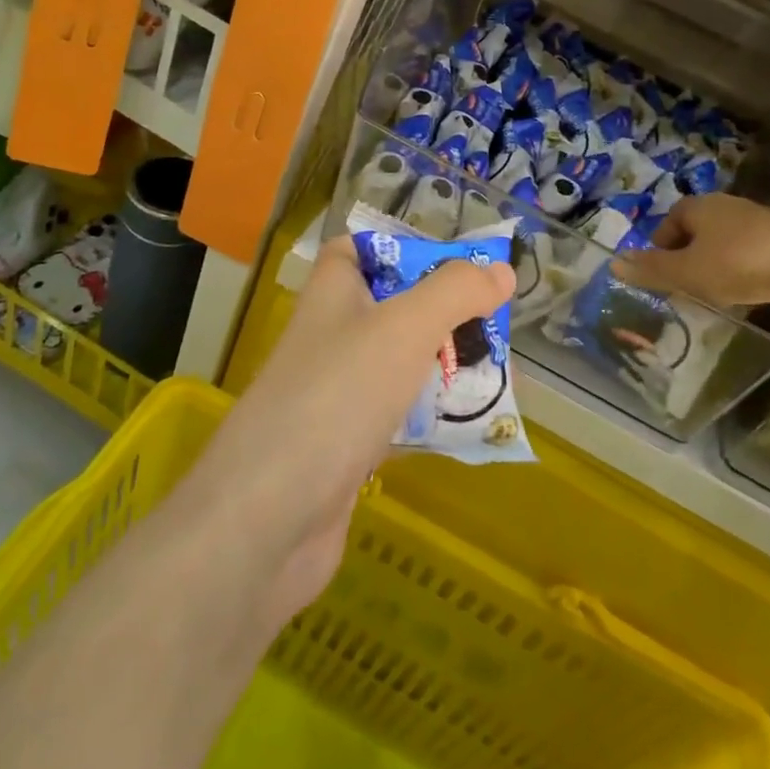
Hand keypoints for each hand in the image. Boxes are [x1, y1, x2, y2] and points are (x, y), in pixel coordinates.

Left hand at [179, 237, 513, 630]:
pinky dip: (429, 414)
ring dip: (442, 364)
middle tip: (494, 323)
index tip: (456, 264)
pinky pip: (396, 415)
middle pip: (390, 307)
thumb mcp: (404, 328)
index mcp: (332, 293)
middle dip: (441, 312)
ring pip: (397, 363)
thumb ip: (455, 293)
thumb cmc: (337, 397)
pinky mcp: (345, 446)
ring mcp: (335, 393)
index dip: (402, 248)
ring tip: (497, 370)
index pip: (358, 250)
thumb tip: (501, 270)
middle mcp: (330, 336)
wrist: (268, 519)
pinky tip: (468, 423)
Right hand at [611, 193, 769, 319]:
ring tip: (714, 300)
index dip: (659, 247)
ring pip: (725, 248)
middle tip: (682, 291)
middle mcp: (729, 209)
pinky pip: (753, 260)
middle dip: (687, 260)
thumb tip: (613, 263)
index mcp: (701, 207)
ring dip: (716, 270)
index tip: (659, 276)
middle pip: (697, 234)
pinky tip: (750, 298)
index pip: (669, 221)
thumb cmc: (745, 262)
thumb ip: (652, 270)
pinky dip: (745, 277)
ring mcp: (761, 226)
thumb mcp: (689, 272)